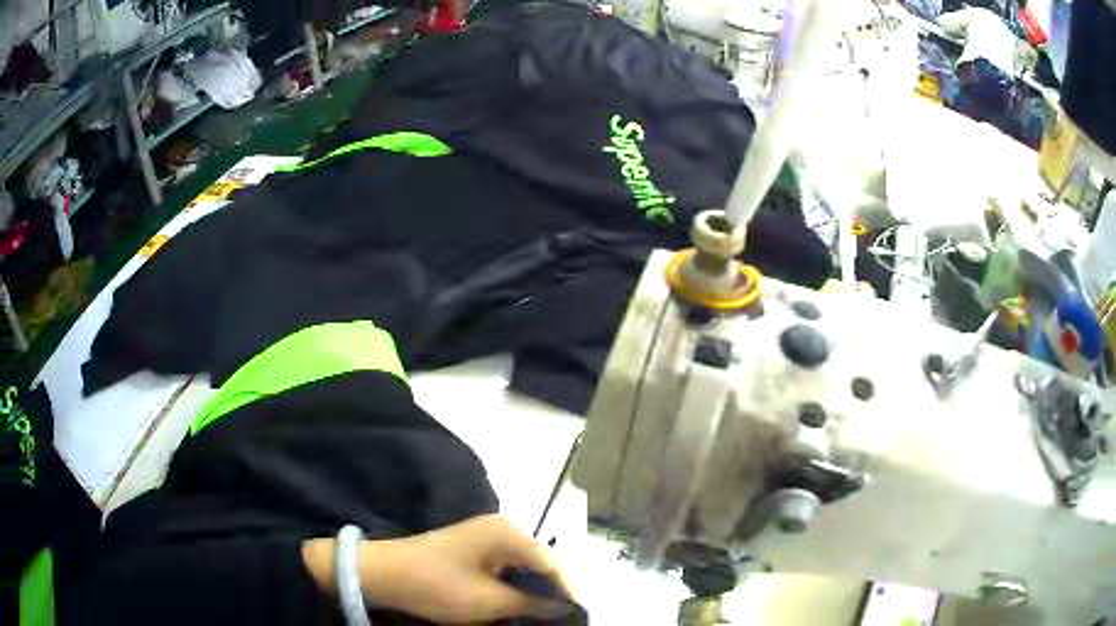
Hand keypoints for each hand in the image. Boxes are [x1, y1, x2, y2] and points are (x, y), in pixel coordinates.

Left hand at [304, 515, 573, 623]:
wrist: (383, 574)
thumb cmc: (437, 586)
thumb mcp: (488, 601)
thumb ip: (532, 604)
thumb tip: (566, 606)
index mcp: (507, 533)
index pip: (551, 562)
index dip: (567, 589)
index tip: (579, 613)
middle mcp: (500, 529)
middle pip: (539, 561)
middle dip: (551, 590)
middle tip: (565, 615)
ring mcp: (484, 538)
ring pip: (523, 566)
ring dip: (533, 590)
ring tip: (546, 614)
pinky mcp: (472, 550)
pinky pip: (505, 568)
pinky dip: (515, 587)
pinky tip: (520, 604)